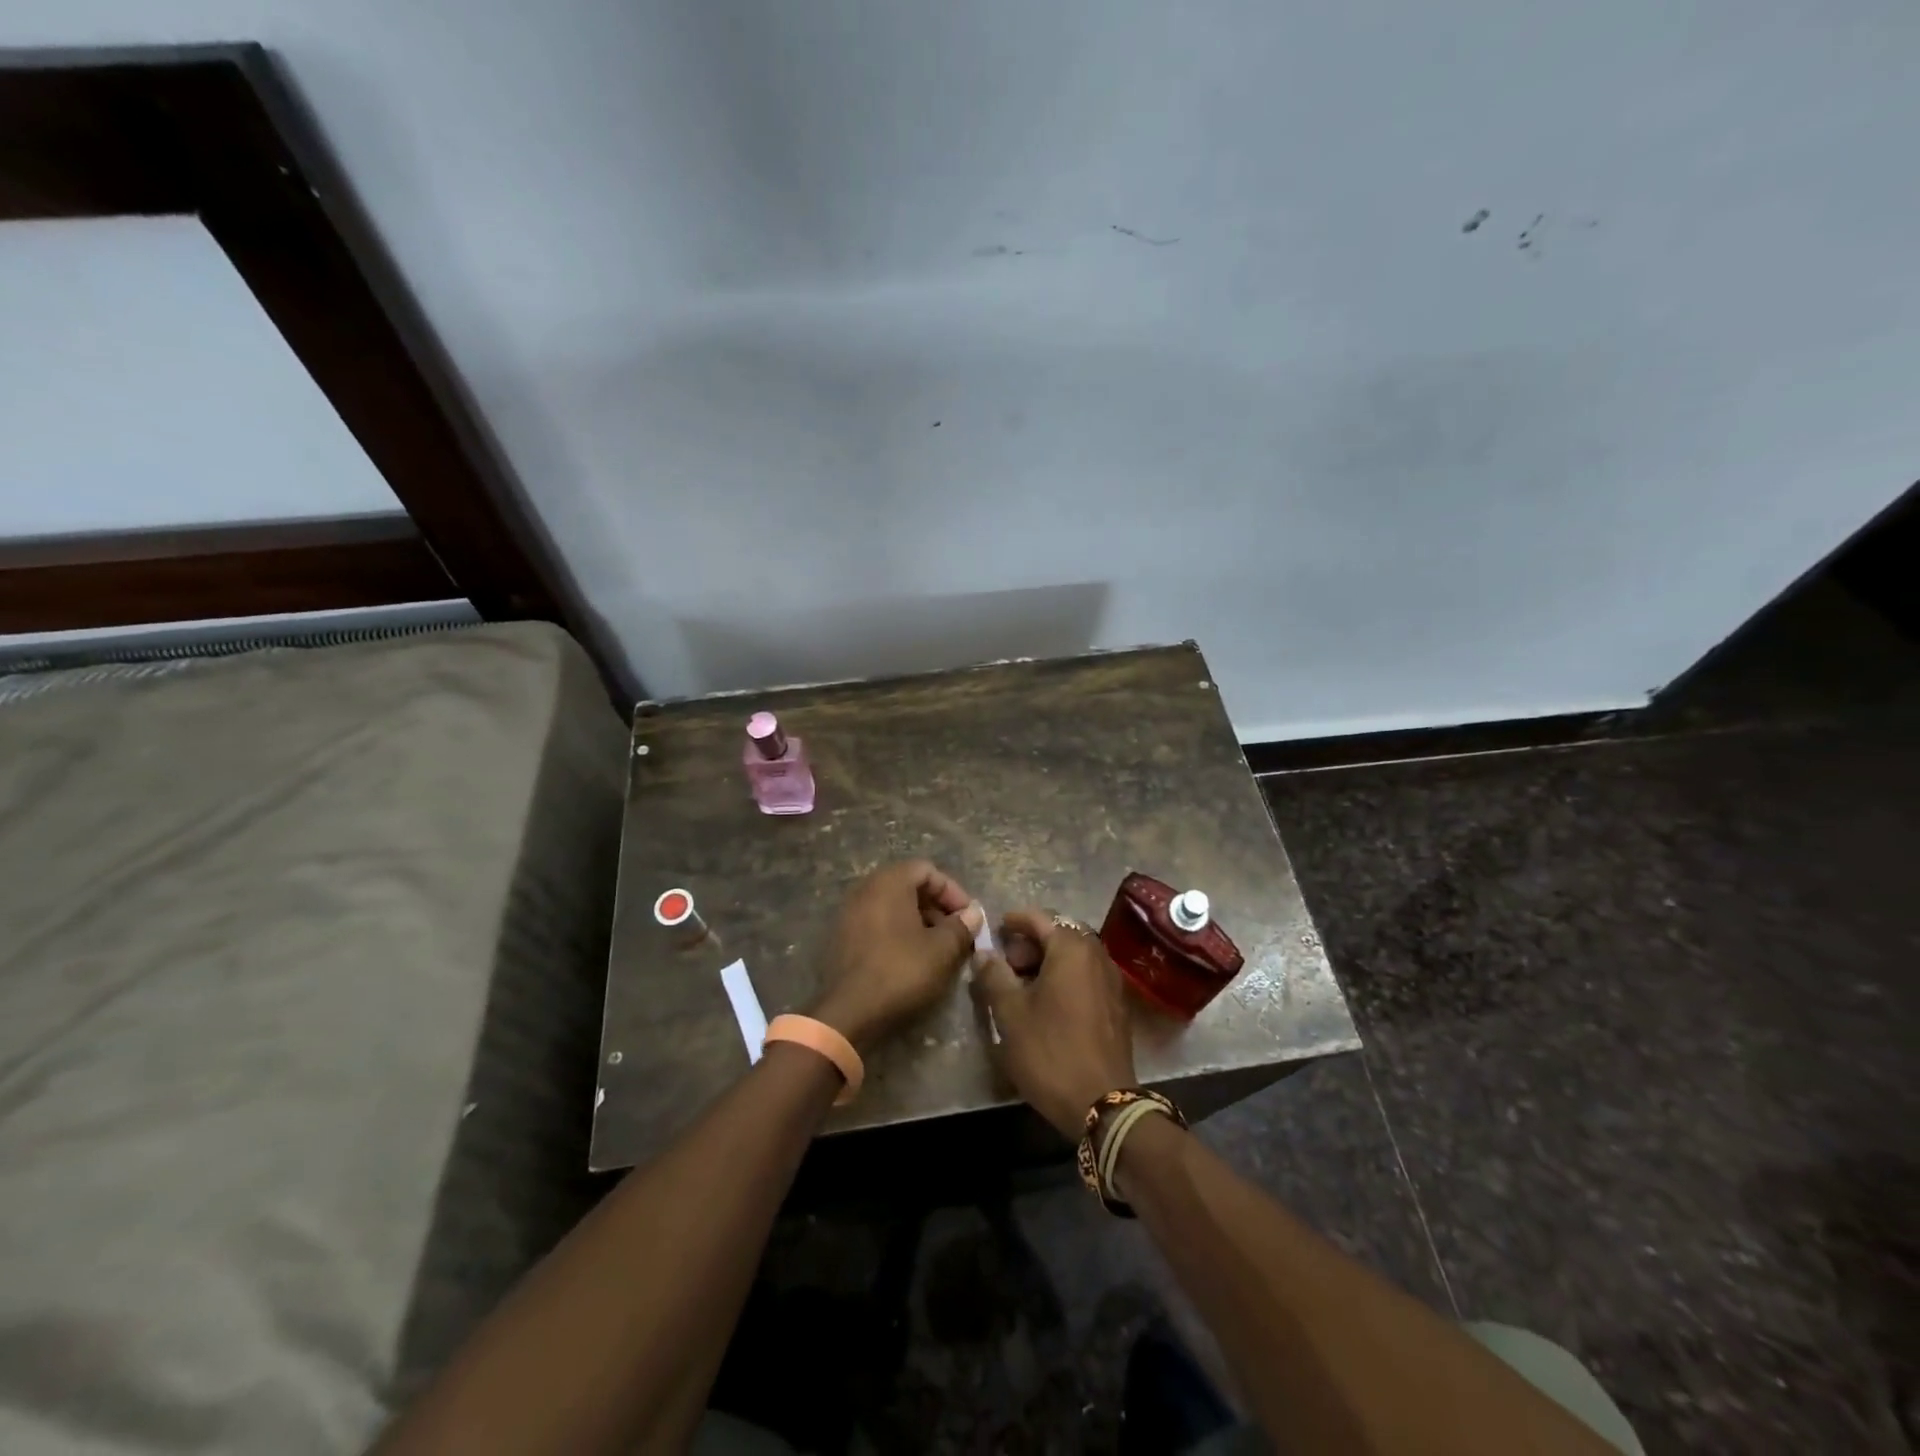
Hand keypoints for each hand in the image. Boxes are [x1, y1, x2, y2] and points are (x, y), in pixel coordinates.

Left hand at [808, 860, 984, 1053]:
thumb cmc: (900, 971)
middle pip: (909, 885)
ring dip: (920, 921)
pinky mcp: (843, 937)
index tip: (968, 917)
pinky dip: (899, 932)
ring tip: (939, 948)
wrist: (849, 1012)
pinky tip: (913, 958)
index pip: (927, 870)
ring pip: (894, 906)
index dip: (952, 891)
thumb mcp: (941, 950)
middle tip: (956, 932)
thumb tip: (973, 913)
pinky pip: (878, 923)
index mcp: (888, 882)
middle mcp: (865, 889)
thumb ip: (961, 926)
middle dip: (938, 907)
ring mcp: (850, 913)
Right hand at [970, 907, 1136, 1138]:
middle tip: (1006, 963)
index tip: (995, 930)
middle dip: (1031, 943)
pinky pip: (1086, 976)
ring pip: (1074, 956)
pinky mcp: (1116, 1005)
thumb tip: (984, 953)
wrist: (1103, 1104)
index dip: (1014, 921)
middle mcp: (1097, 955)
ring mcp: (1111, 981)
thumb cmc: (1051, 1052)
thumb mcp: (1010, 1014)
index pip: (1039, 918)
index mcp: (1072, 948)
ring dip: (1047, 961)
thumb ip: (994, 976)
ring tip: (1022, 985)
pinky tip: (1046, 1003)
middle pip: (1060, 934)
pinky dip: (1065, 977)